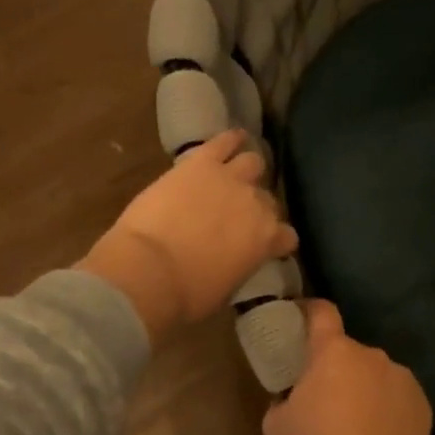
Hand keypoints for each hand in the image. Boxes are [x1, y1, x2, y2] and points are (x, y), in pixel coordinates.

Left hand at [79, 129, 296, 343]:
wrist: (149, 270)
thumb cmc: (186, 294)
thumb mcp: (225, 290)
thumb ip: (239, 267)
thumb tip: (234, 261)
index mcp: (266, 241)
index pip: (286, 236)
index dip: (275, 241)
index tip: (263, 246)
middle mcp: (257, 204)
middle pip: (267, 200)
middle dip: (255, 208)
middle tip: (236, 216)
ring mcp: (230, 178)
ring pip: (253, 163)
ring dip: (246, 171)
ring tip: (234, 176)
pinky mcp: (201, 162)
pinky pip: (224, 140)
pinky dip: (230, 139)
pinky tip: (231, 139)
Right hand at [262, 301, 434, 434]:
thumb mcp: (276, 426)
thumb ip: (281, 401)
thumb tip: (290, 399)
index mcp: (333, 352)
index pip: (322, 313)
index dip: (309, 310)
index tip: (300, 317)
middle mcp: (372, 356)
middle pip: (348, 352)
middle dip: (335, 368)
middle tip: (321, 398)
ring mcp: (403, 380)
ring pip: (375, 376)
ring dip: (363, 390)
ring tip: (353, 426)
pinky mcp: (424, 408)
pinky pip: (396, 399)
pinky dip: (385, 411)